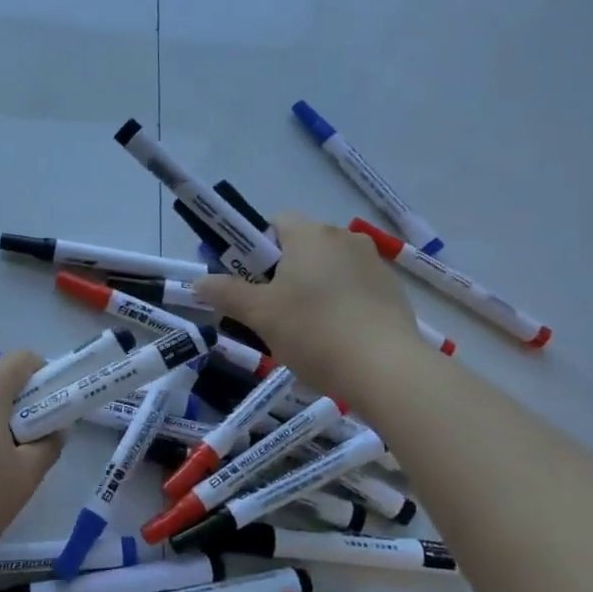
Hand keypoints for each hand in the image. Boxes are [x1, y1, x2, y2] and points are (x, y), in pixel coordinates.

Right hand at [197, 213, 422, 403]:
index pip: (277, 221)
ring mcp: (374, 263)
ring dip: (314, 287)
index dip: (258, 247)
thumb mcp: (259, 315)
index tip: (251, 280)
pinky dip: (342, 304)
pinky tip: (337, 338)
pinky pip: (355, 288)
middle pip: (303, 245)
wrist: (386, 369)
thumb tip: (198, 282)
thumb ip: (226, 293)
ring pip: (330, 267)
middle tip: (272, 309)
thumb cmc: (314, 331)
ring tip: (306, 330)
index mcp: (310, 235)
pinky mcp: (394, 291)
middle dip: (284, 271)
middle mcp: (345, 238)